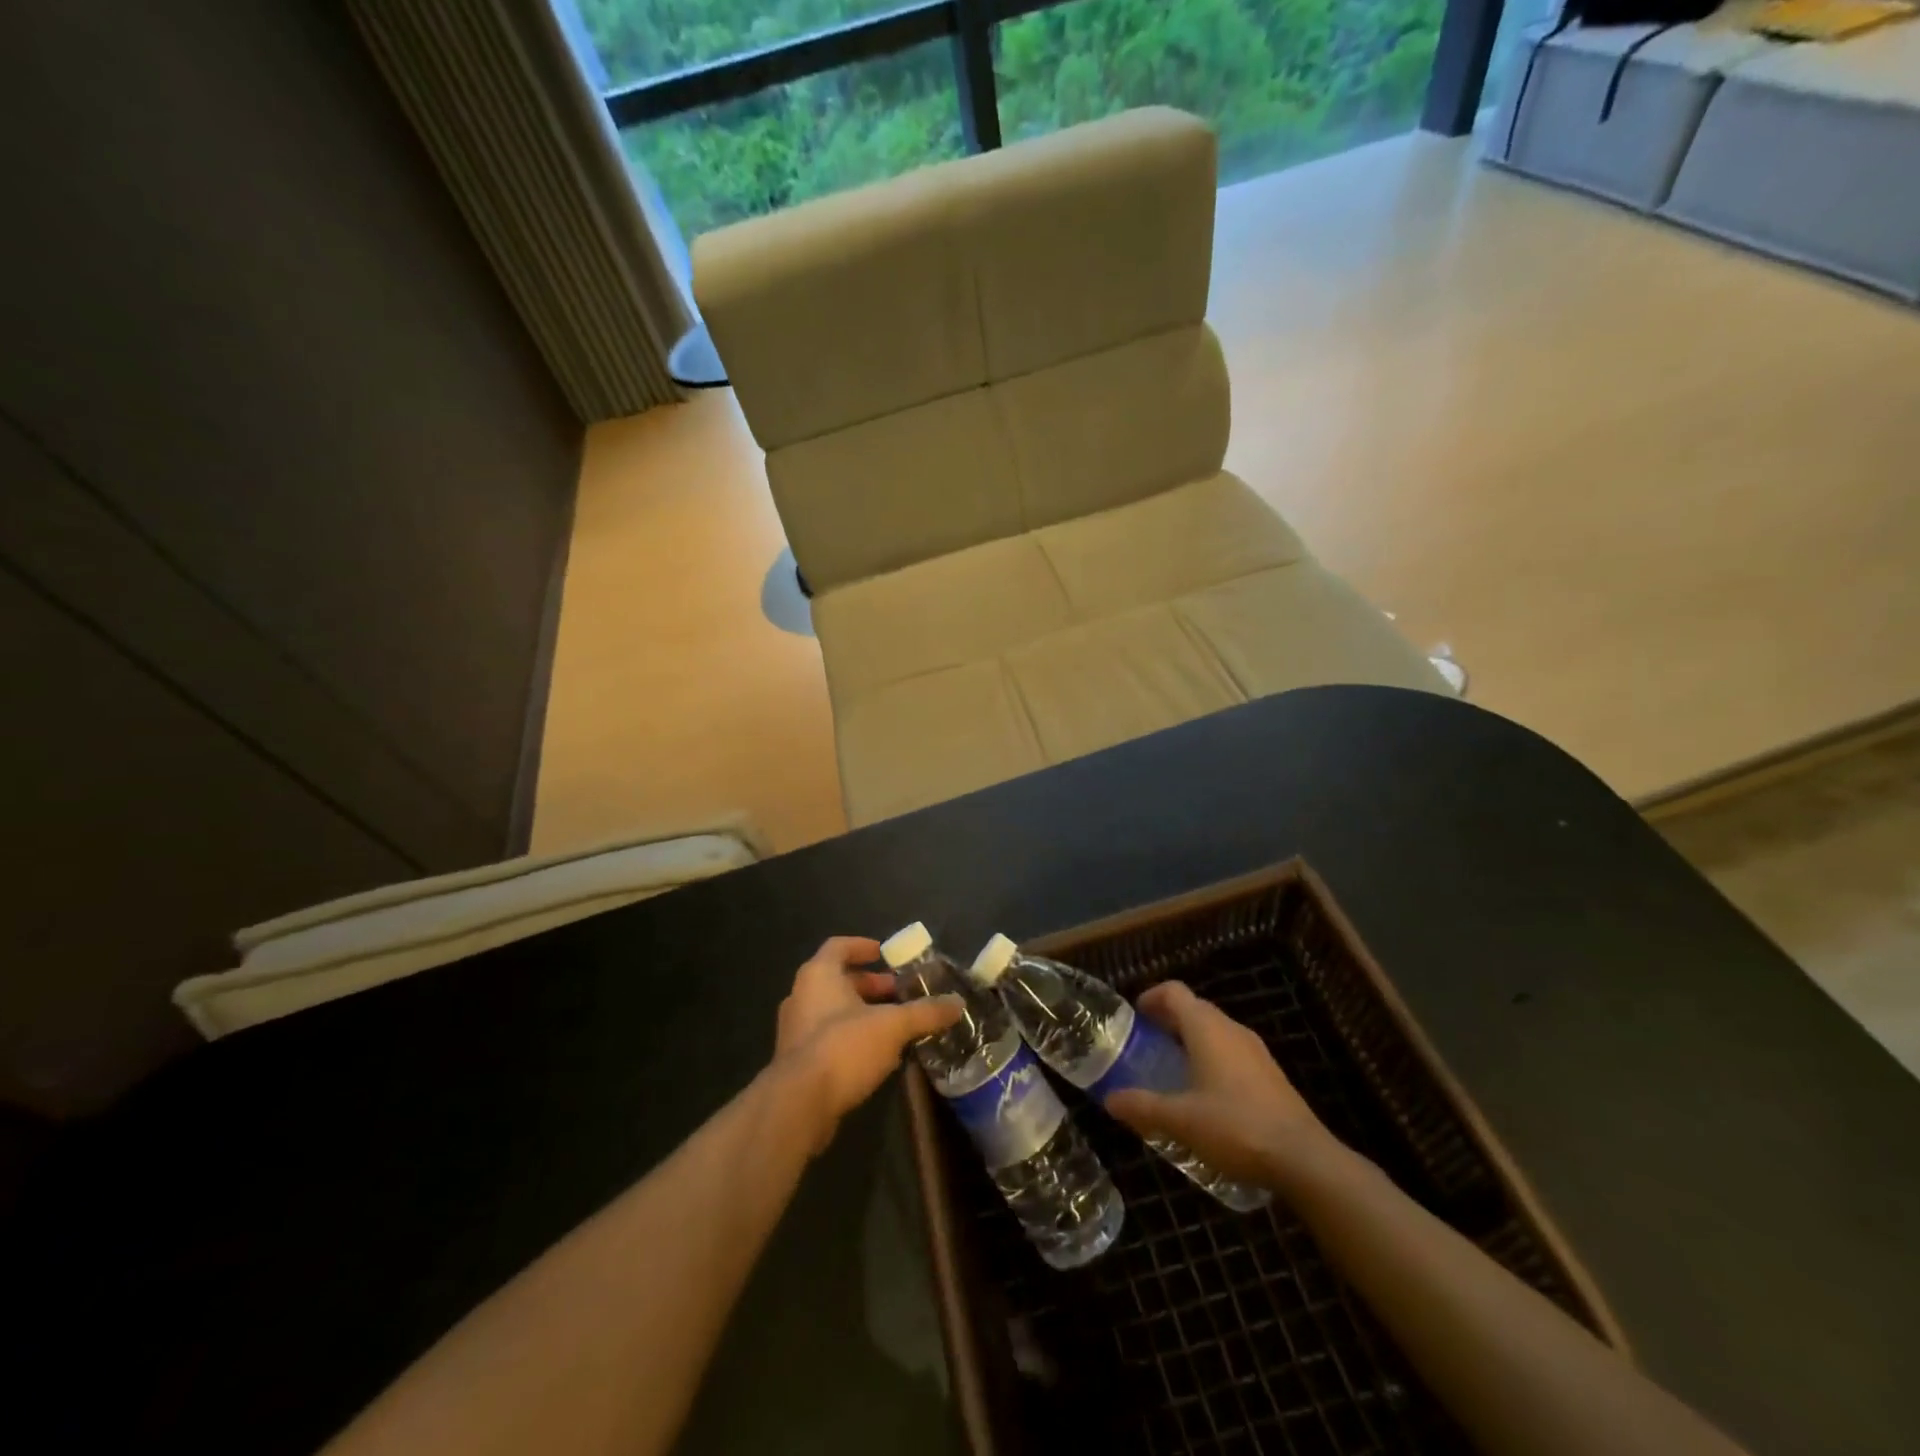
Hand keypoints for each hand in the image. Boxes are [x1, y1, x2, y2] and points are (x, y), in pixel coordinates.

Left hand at [770, 936, 962, 1153]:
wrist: (798, 1105)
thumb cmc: (843, 1047)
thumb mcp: (893, 1026)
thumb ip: (925, 1012)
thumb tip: (958, 1003)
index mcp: (819, 975)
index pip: (839, 946)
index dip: (863, 947)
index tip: (885, 954)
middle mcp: (801, 995)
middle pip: (838, 980)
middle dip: (870, 985)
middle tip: (899, 993)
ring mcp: (795, 1030)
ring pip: (832, 1010)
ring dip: (862, 1013)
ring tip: (894, 1025)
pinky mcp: (795, 1061)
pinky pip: (826, 1038)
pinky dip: (850, 1038)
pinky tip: (876, 1055)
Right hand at [1104, 981, 1340, 1186]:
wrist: (1304, 1159)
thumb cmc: (1235, 1127)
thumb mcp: (1180, 1120)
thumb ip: (1143, 1106)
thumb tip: (1110, 1099)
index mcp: (1206, 1028)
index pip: (1174, 991)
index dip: (1151, 997)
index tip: (1135, 1017)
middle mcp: (1231, 1029)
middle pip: (1194, 1009)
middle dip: (1167, 1021)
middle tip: (1145, 1045)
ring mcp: (1255, 1051)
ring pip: (1215, 1031)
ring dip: (1190, 1040)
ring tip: (1171, 1070)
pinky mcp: (1270, 1074)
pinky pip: (1231, 1052)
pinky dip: (1211, 1058)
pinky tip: (1205, 1095)